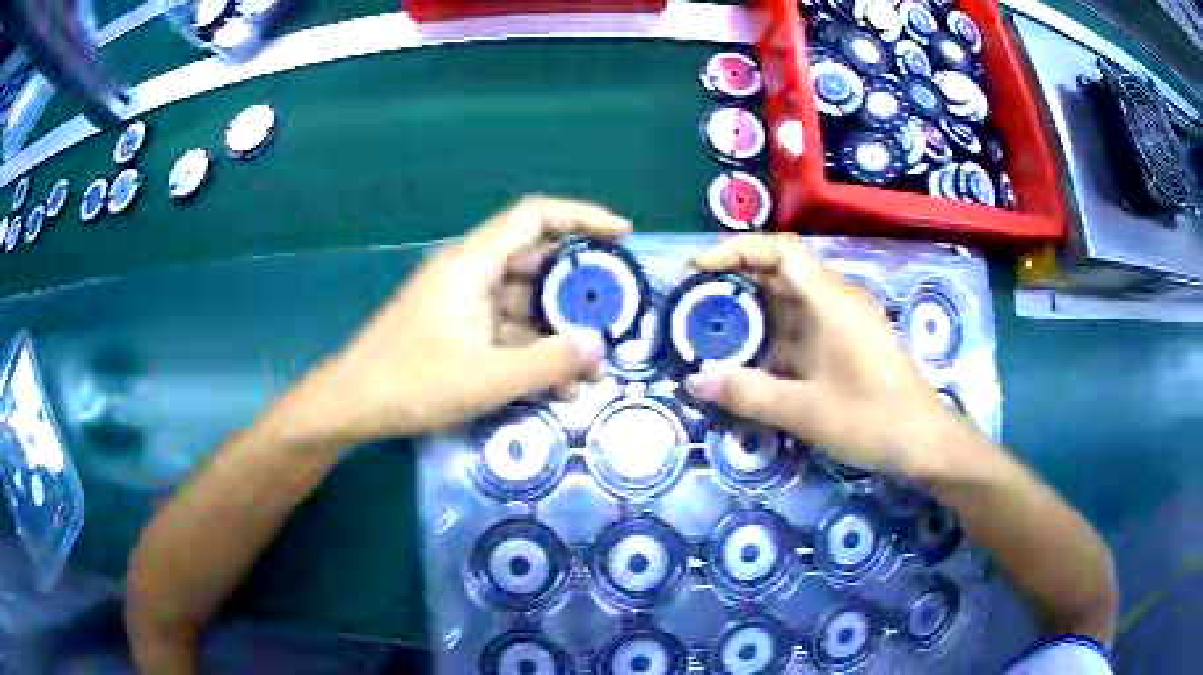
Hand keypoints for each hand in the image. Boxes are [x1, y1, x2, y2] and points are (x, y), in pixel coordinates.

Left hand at [299, 197, 629, 443]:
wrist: (352, 405)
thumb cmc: (412, 384)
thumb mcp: (487, 379)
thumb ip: (548, 363)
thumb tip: (598, 347)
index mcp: (472, 265)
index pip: (534, 218)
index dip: (582, 217)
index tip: (622, 235)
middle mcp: (469, 273)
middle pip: (535, 263)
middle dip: (576, 292)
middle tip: (613, 317)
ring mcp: (461, 302)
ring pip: (522, 302)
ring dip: (554, 331)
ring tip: (586, 370)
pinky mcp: (456, 328)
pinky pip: (504, 327)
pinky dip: (530, 348)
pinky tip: (553, 383)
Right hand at [682, 234, 954, 472]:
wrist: (923, 439)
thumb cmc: (870, 418)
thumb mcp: (804, 410)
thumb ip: (747, 393)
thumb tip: (693, 381)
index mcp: (830, 300)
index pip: (779, 250)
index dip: (735, 250)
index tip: (698, 270)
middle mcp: (838, 298)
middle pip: (781, 272)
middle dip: (736, 282)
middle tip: (695, 304)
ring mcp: (846, 319)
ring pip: (792, 300)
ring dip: (755, 311)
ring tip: (714, 331)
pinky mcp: (849, 340)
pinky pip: (805, 324)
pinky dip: (775, 333)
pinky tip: (755, 359)